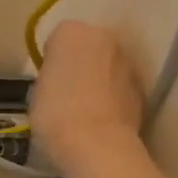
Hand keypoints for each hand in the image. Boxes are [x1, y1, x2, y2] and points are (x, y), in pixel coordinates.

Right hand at [30, 21, 144, 175]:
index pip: (57, 40)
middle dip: (78, 64)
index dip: (51, 61)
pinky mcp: (142, 88)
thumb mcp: (36, 90)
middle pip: (87, 47)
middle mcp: (105, 37)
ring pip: (106, 66)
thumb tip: (60, 79)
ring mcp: (128, 61)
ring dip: (98, 79)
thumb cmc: (55, 114)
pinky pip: (120, 86)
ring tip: (83, 110)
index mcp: (71, 32)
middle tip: (65, 93)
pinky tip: (100, 120)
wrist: (97, 145)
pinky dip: (112, 97)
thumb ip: (50, 74)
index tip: (47, 82)